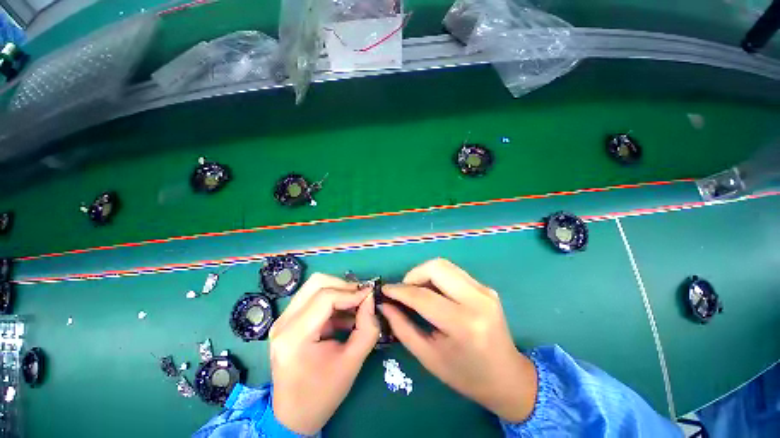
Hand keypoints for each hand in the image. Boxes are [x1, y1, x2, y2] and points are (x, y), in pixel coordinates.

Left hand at [270, 273, 379, 434]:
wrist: (293, 415)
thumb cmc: (322, 394)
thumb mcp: (352, 363)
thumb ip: (367, 328)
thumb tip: (371, 298)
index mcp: (294, 337)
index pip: (325, 298)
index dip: (351, 293)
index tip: (370, 296)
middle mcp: (283, 322)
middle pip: (317, 283)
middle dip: (343, 285)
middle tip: (361, 297)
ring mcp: (282, 320)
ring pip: (314, 286)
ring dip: (338, 291)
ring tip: (355, 306)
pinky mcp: (287, 321)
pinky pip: (312, 297)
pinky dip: (332, 300)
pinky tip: (344, 315)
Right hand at [380, 259, 537, 422]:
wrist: (507, 377)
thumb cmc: (465, 375)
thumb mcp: (428, 357)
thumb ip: (402, 328)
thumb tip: (385, 305)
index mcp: (463, 324)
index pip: (422, 296)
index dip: (399, 290)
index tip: (385, 289)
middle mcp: (476, 300)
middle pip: (436, 268)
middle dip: (413, 274)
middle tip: (404, 291)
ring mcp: (484, 290)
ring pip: (444, 265)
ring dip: (425, 273)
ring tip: (417, 291)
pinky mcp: (486, 287)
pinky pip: (454, 272)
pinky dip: (437, 277)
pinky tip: (434, 292)